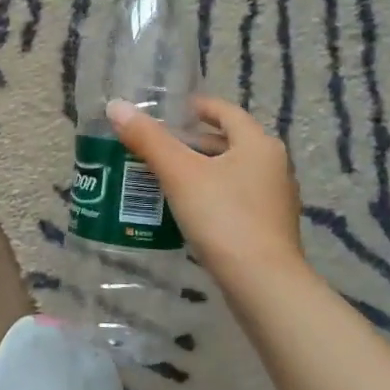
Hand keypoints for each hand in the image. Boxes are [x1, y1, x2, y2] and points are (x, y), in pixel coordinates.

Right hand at [107, 96, 305, 289]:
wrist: (262, 283)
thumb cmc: (223, 217)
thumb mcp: (179, 174)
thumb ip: (148, 139)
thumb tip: (116, 106)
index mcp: (258, 144)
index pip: (225, 111)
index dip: (196, 107)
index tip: (168, 111)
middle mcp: (273, 166)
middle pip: (227, 143)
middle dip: (191, 143)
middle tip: (154, 147)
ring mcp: (274, 199)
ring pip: (230, 173)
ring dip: (198, 171)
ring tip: (161, 177)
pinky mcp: (268, 228)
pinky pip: (234, 199)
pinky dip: (209, 196)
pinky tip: (183, 210)